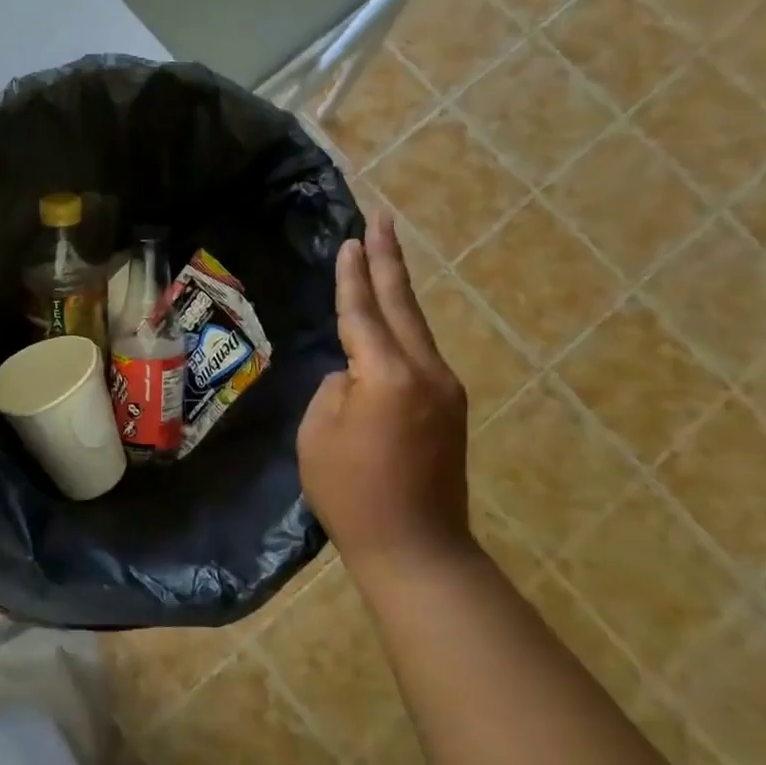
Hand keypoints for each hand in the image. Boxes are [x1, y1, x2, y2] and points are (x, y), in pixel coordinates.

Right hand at [297, 211, 471, 573]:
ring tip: (385, 256)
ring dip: (398, 290)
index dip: (353, 275)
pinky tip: (390, 320)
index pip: (363, 311)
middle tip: (383, 217)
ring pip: (415, 327)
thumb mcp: (317, 432)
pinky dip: (402, 327)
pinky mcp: (448, 408)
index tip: (352, 239)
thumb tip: (354, 375)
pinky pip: (419, 353)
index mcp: (387, 374)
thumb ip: (335, 388)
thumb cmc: (351, 492)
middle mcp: (425, 371)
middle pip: (402, 304)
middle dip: (389, 259)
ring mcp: (444, 389)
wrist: (416, 547)